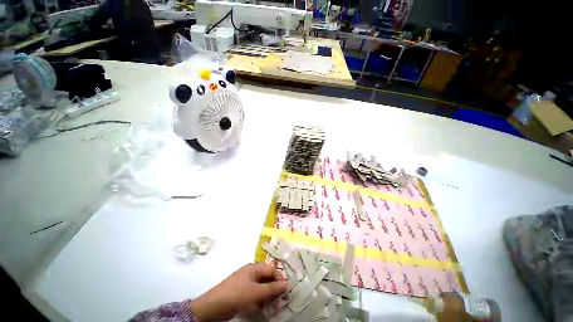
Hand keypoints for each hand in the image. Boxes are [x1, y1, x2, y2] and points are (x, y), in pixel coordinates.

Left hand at [189, 263, 288, 320]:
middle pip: (266, 278)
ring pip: (261, 287)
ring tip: (272, 305)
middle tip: (280, 300)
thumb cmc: (237, 294)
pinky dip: (259, 300)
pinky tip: (261, 307)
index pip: (271, 270)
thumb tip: (286, 284)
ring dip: (267, 296)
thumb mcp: (256, 292)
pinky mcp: (241, 292)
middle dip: (274, 288)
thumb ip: (272, 288)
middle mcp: (250, 273)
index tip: (287, 290)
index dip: (279, 279)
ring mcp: (245, 283)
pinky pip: (254, 294)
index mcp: (254, 268)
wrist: (214, 306)